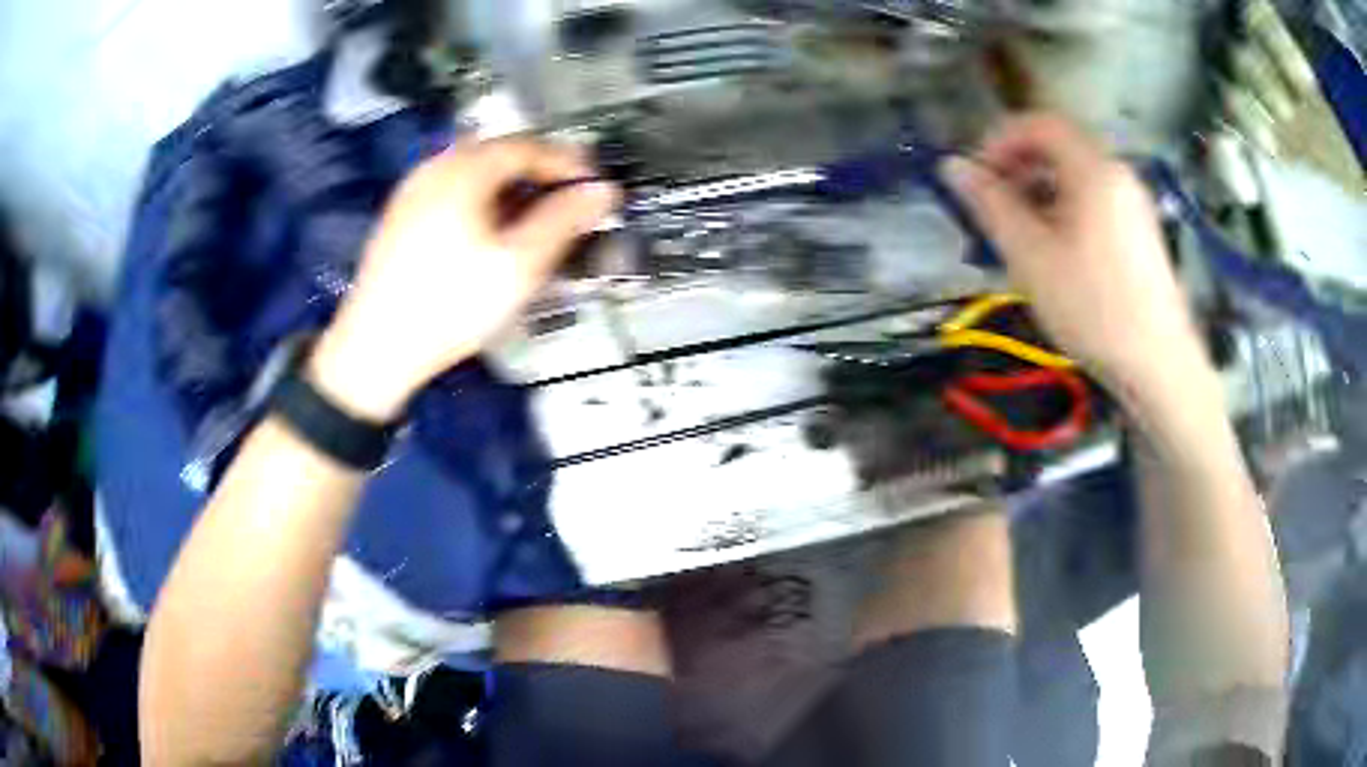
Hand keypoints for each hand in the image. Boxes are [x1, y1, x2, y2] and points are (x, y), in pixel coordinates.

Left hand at [309, 137, 618, 421]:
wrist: (376, 349)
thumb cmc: (450, 305)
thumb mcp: (518, 265)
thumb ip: (564, 221)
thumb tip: (601, 192)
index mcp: (463, 171)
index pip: (527, 146)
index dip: (567, 161)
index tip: (594, 183)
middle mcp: (434, 169)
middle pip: (498, 153)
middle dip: (538, 171)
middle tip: (567, 197)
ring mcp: (412, 192)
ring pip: (472, 172)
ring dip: (509, 185)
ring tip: (533, 216)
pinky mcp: (400, 218)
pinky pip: (450, 191)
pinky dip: (480, 199)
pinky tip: (488, 232)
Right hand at [943, 113, 1212, 408]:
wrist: (1159, 366)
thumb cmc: (1094, 309)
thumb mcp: (1032, 257)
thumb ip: (991, 205)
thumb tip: (953, 167)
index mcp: (1094, 169)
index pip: (1039, 123)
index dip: (1000, 140)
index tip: (978, 177)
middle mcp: (1118, 173)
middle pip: (1060, 146)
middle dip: (1020, 167)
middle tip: (996, 207)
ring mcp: (1135, 203)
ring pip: (1079, 175)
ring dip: (1042, 190)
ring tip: (1023, 235)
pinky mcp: (1142, 231)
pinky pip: (1097, 200)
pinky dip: (1068, 209)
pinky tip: (1059, 252)